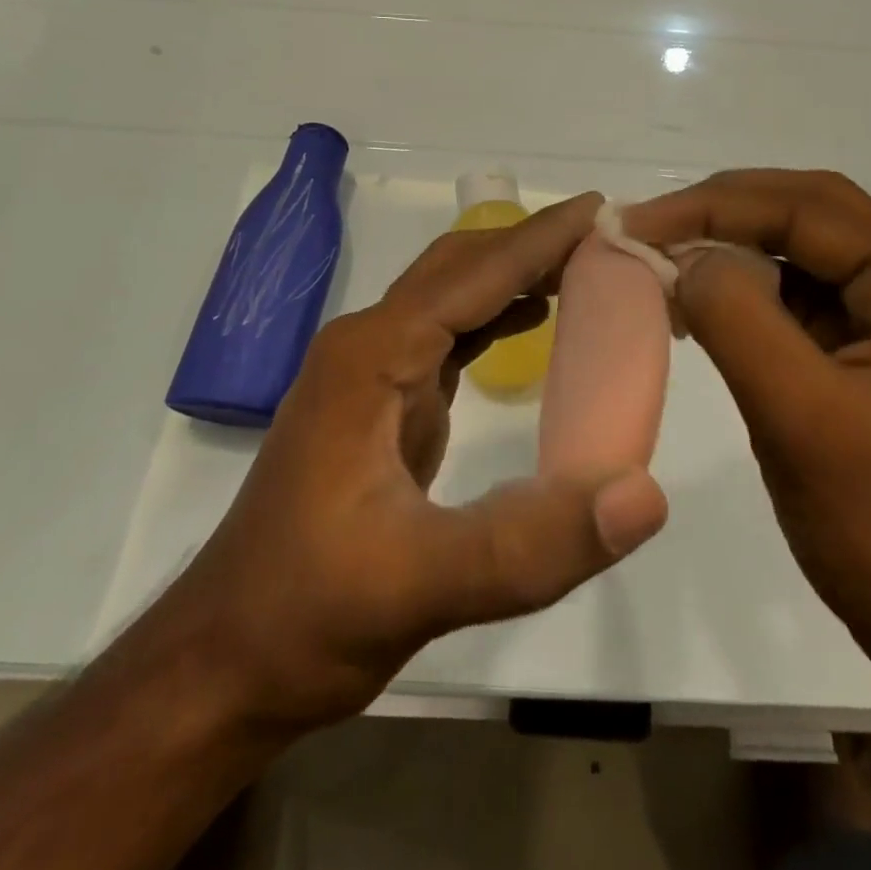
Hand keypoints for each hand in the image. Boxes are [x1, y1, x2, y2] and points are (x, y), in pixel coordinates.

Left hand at [155, 191, 668, 741]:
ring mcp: (371, 373)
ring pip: (453, 295)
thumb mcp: (423, 587)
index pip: (474, 273)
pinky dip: (497, 314)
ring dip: (515, 273)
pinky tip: (534, 319)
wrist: (225, 661)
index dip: (542, 238)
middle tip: (608, 238)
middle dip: (532, 244)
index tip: (604, 208)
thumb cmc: (309, 616)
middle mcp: (369, 345)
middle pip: (460, 266)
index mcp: (373, 357)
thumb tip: (646, 495)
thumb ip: (533, 544)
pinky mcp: (382, 402)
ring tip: (586, 268)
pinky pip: (449, 334)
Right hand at [623, 170, 870, 664]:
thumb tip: (686, 257)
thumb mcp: (802, 421)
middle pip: (811, 214)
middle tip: (646, 226)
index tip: (639, 223)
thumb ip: (740, 321)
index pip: (811, 212)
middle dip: (723, 212)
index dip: (716, 207)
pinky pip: (802, 294)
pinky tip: (698, 299)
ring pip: (803, 250)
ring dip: (730, 246)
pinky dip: (745, 289)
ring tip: (661, 256)